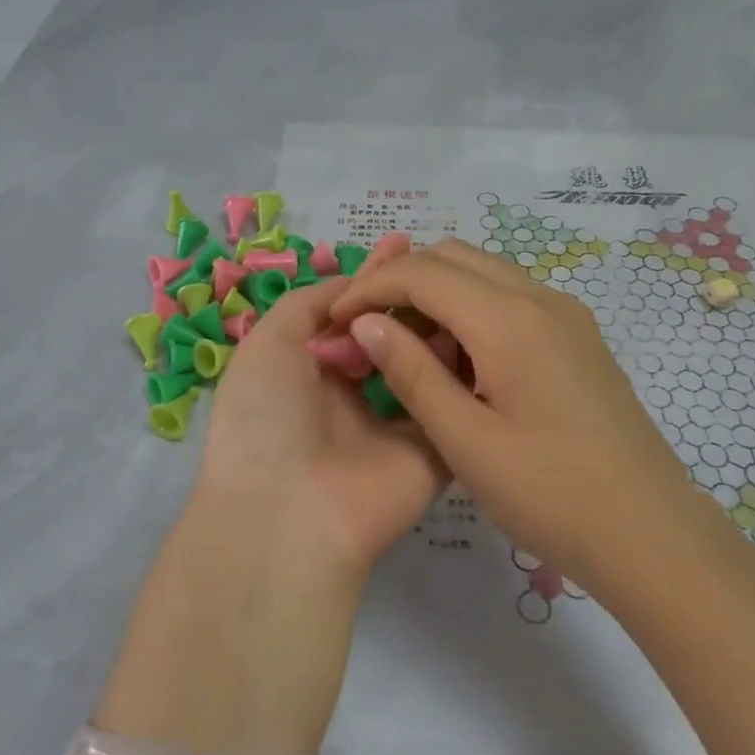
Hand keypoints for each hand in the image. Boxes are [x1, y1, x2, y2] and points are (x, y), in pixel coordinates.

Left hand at [194, 235, 447, 583]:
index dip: (371, 278)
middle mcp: (353, 395)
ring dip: (442, 327)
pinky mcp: (431, 453)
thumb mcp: (268, 344)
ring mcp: (394, 424)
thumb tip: (348, 281)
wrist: (289, 512)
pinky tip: (488, 329)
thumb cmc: (266, 417)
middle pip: (390, 335)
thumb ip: (307, 304)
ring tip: (466, 284)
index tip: (402, 243)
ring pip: (425, 365)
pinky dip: (466, 373)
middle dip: (412, 298)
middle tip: (444, 260)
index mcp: (309, 371)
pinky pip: (452, 405)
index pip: (348, 314)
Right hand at [327, 239, 711, 584]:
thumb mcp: (466, 441)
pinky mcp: (577, 335)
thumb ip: (411, 373)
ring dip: (437, 293)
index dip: (370, 288)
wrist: (651, 533)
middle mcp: (539, 298)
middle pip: (453, 256)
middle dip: (401, 281)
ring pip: (483, 273)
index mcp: (508, 319)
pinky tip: (459, 361)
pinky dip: (471, 308)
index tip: (336, 321)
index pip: (421, 272)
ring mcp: (565, 314)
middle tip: (368, 331)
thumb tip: (366, 323)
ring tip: (407, 348)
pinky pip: (511, 297)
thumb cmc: (551, 494)